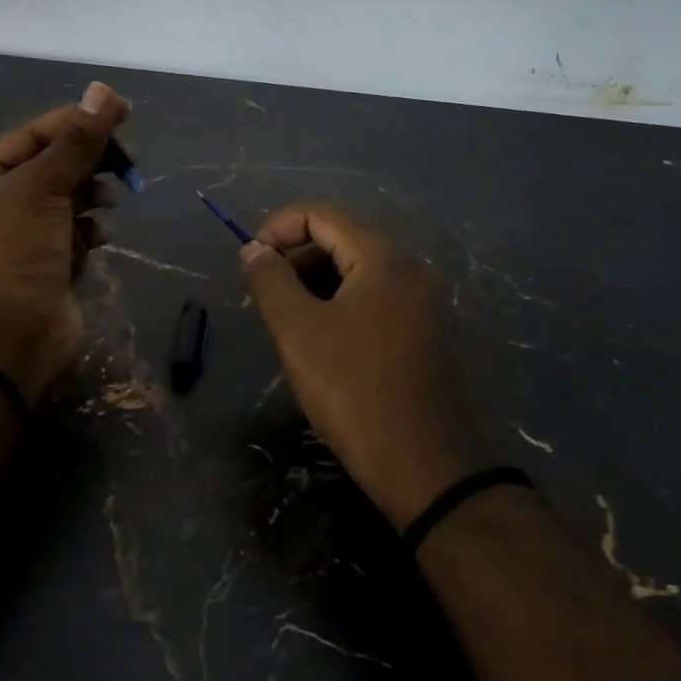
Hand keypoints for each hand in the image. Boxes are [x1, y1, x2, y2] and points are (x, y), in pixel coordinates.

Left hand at [0, 81, 131, 399]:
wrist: (12, 334)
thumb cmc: (16, 251)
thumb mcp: (43, 186)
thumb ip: (77, 140)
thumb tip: (104, 91)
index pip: (35, 134)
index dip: (77, 121)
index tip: (122, 112)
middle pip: (55, 164)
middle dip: (90, 161)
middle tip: (126, 160)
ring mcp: (26, 234)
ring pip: (71, 197)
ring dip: (94, 194)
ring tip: (109, 201)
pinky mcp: (51, 261)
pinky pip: (78, 231)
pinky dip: (92, 229)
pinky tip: (99, 237)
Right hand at [241, 203, 471, 528]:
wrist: (427, 466)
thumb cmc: (354, 392)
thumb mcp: (298, 332)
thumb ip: (269, 280)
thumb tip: (253, 249)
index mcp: (383, 258)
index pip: (320, 214)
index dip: (277, 229)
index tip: (250, 263)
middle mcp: (412, 268)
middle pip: (342, 239)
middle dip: (296, 259)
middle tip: (266, 299)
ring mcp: (426, 301)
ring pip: (359, 272)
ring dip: (317, 284)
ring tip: (289, 323)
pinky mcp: (430, 332)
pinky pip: (378, 299)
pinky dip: (343, 305)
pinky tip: (324, 342)